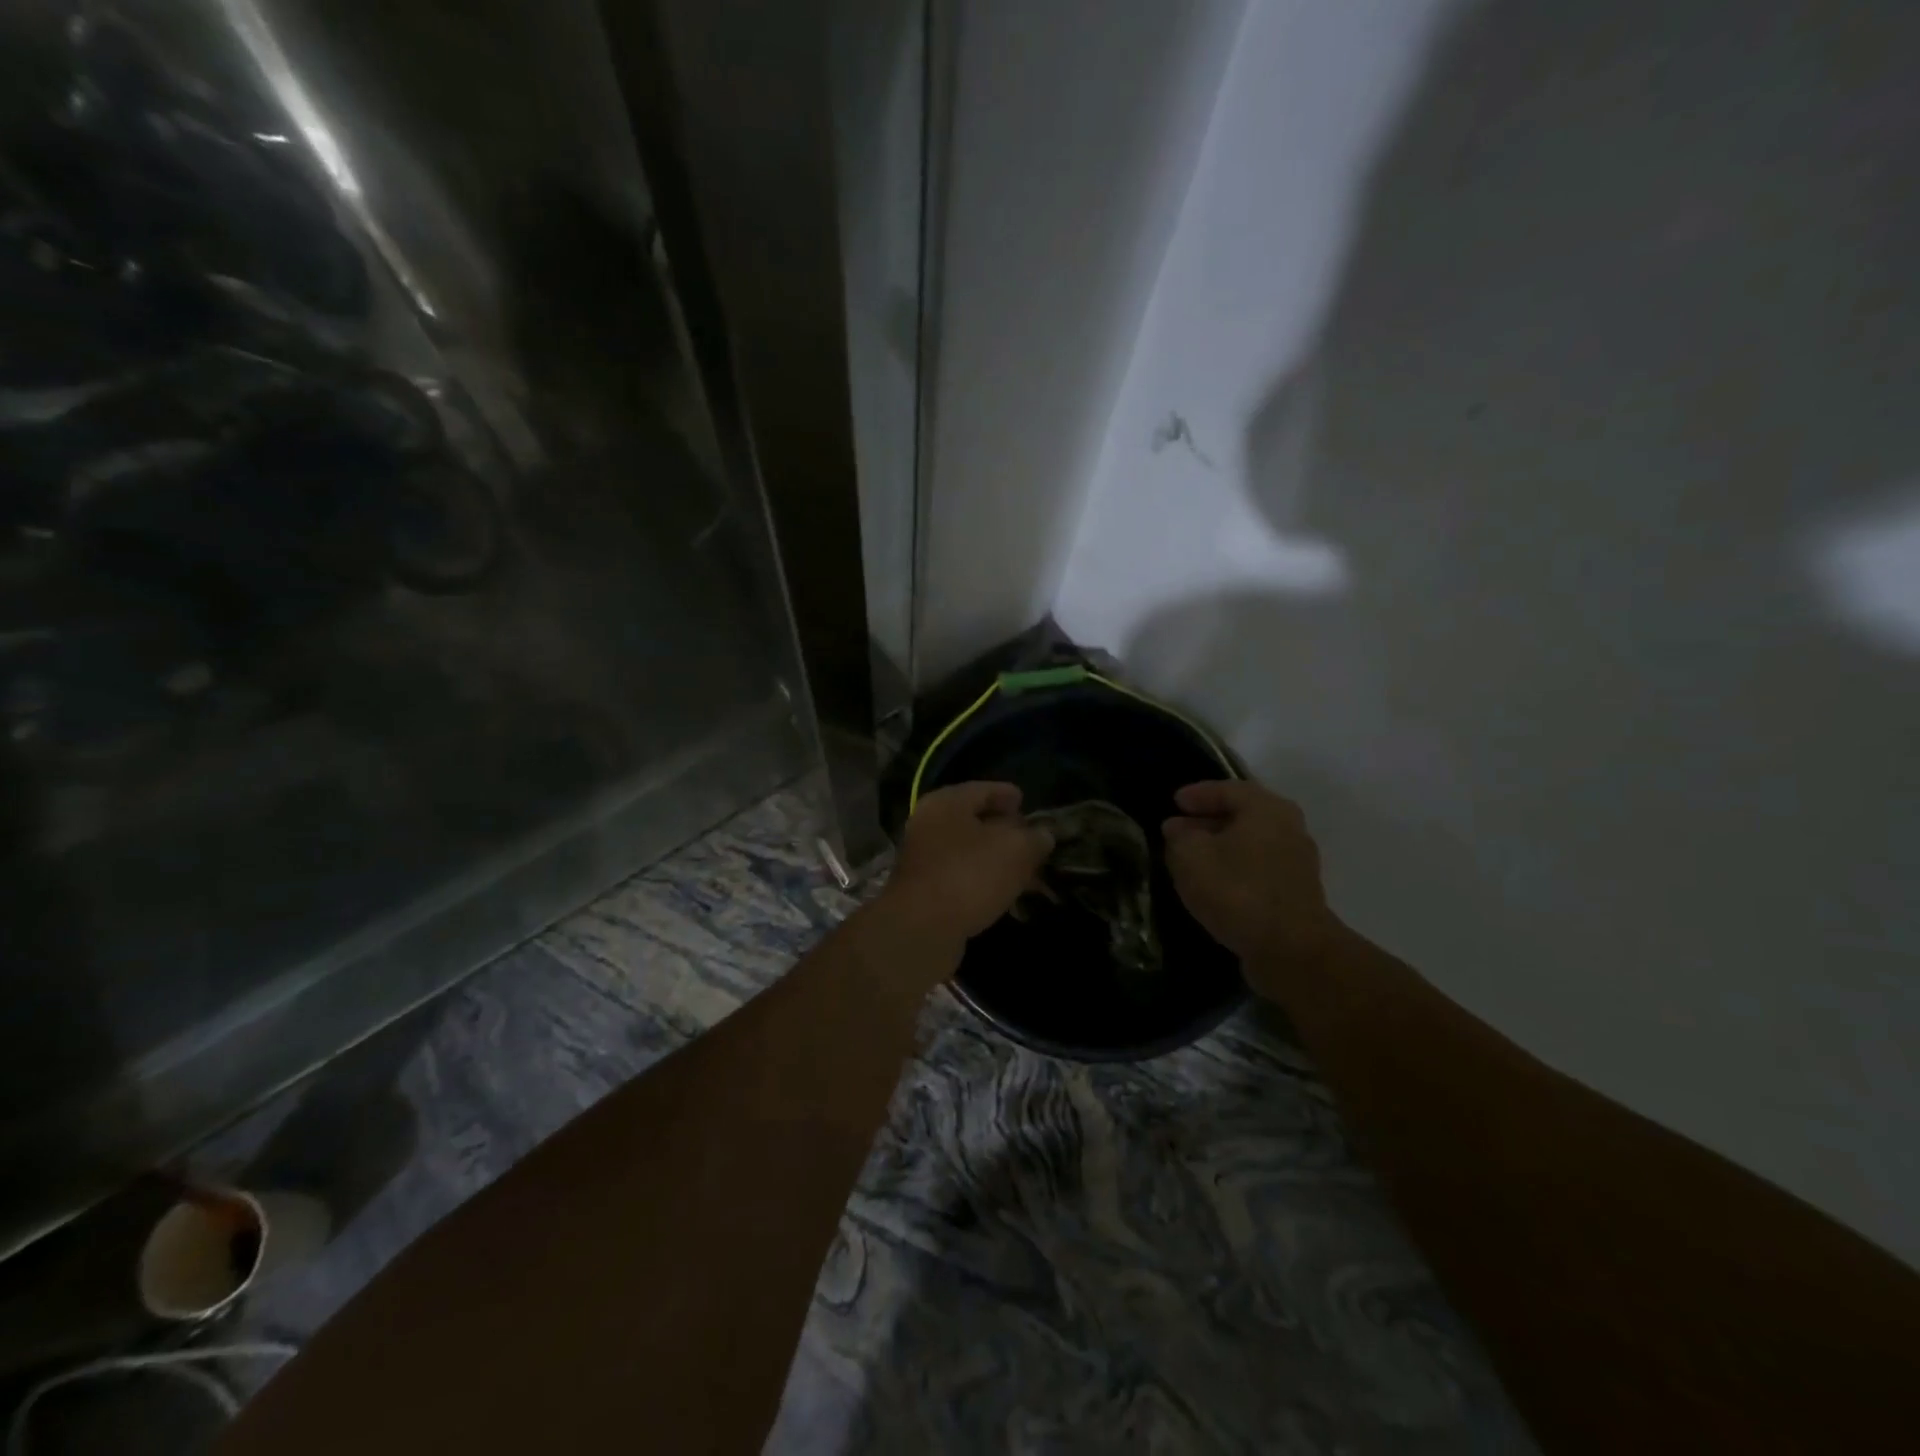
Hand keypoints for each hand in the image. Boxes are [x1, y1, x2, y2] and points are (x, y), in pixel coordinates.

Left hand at [870, 782, 1053, 977]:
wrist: (921, 930)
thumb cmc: (969, 875)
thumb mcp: (1015, 850)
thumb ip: (1035, 838)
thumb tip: (1043, 835)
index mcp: (946, 803)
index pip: (983, 789)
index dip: (1007, 794)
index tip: (1025, 802)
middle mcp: (929, 825)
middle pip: (974, 820)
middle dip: (1005, 830)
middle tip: (1032, 839)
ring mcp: (924, 859)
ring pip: (969, 852)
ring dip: (997, 859)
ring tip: (1027, 871)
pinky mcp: (925, 891)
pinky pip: (962, 877)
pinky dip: (984, 881)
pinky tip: (1006, 895)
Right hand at [1162, 780, 1343, 998]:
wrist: (1290, 950)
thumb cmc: (1237, 891)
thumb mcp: (1190, 857)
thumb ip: (1179, 837)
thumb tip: (1178, 828)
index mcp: (1267, 809)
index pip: (1228, 789)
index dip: (1198, 794)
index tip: (1174, 802)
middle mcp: (1288, 828)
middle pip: (1243, 815)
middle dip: (1207, 820)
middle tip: (1178, 829)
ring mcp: (1296, 862)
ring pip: (1251, 843)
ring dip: (1220, 847)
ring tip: (1190, 857)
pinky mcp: (1295, 893)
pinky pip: (1258, 868)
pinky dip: (1234, 868)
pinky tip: (1213, 883)